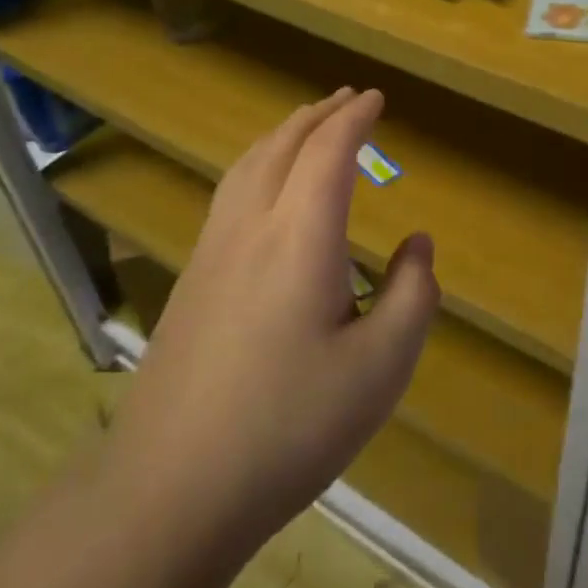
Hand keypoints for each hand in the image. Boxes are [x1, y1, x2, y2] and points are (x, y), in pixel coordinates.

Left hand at [106, 88, 437, 550]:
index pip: (328, 153)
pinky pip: (230, 193)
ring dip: (283, 134)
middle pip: (282, 145)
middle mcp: (250, 227)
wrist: (171, 488)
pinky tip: (264, 189)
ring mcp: (211, 252)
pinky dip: (258, 164)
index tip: (376, 99)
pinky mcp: (191, 280)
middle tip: (347, 100)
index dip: (355, 120)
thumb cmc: (290, 425)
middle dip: (318, 115)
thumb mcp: (382, 367)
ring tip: (307, 127)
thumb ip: (413, 294)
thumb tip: (417, 244)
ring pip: (247, 166)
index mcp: (300, 237)